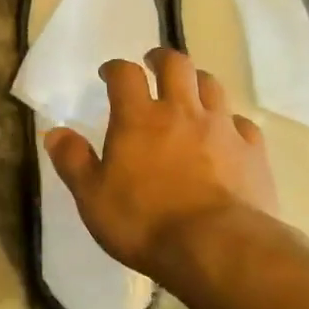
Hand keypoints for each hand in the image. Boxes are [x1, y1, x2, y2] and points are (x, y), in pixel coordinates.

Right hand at [44, 48, 279, 276]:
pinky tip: (227, 136)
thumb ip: (73, 162)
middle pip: (176, 64)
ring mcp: (221, 128)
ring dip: (198, 82)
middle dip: (162, 59)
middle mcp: (181, 111)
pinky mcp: (253, 152)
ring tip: (190, 92)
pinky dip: (231, 123)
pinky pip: (243, 124)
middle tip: (154, 65)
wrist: (219, 249)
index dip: (116, 68)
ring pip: (212, 85)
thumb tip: (54, 133)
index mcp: (139, 118)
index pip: (126, 74)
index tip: (110, 75)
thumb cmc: (146, 223)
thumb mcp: (93, 198)